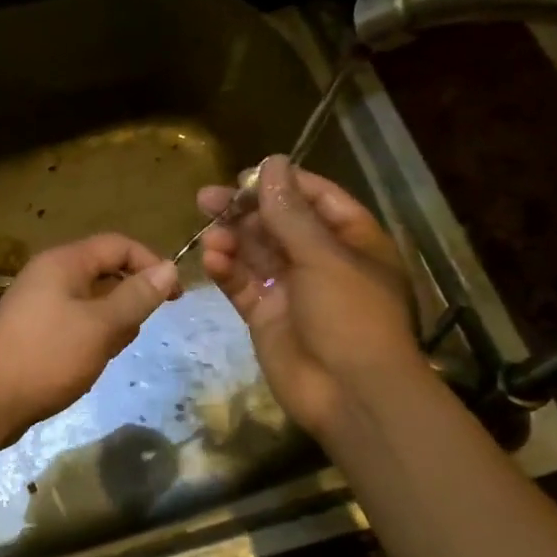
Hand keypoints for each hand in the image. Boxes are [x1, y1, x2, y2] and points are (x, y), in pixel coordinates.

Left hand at [0, 233, 181, 443]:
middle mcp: (48, 275)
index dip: (151, 264)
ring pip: (91, 302)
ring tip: (106, 353)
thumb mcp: (101, 326)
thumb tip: (169, 269)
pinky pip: (74, 323)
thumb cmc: (47, 357)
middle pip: (104, 272)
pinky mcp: (33, 331)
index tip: (174, 297)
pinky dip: (90, 338)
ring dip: (110, 324)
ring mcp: (37, 304)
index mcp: (62, 263)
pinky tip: (89, 363)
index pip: (118, 245)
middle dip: (128, 300)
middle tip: (133, 333)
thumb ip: (136, 296)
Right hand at [200, 154, 419, 437]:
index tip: (244, 176)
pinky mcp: (266, 316)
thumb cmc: (351, 316)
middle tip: (205, 199)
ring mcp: (292, 290)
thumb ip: (290, 213)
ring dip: (232, 241)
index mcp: (351, 241)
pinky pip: (243, 285)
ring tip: (209, 234)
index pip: (316, 199)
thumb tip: (271, 162)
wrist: (351, 394)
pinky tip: (211, 260)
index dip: (281, 184)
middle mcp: (321, 261)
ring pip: (255, 254)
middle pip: (278, 224)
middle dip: (244, 211)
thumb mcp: (324, 257)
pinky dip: (227, 271)